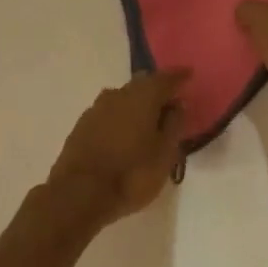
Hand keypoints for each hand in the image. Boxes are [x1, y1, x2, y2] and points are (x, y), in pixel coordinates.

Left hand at [48, 70, 189, 227]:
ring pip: (122, 98)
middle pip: (140, 84)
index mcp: (140, 98)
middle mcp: (116, 95)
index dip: (178, 77)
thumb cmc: (131, 174)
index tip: (188, 74)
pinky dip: (121, 117)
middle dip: (156, 89)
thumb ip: (173, 125)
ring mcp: (95, 109)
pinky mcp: (82, 125)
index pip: (163, 79)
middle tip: (171, 100)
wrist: (79, 192)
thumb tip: (177, 104)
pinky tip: (126, 132)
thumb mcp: (164, 154)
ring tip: (150, 120)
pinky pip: (109, 113)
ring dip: (137, 104)